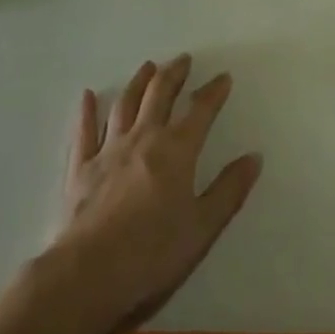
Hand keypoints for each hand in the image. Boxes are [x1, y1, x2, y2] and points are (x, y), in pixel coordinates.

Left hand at [53, 54, 262, 333]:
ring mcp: (108, 151)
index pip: (200, 110)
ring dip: (138, 82)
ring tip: (147, 66)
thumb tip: (254, 157)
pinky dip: (86, 111)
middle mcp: (143, 139)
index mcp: (176, 150)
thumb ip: (229, 190)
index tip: (223, 77)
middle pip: (159, 95)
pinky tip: (87, 95)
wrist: (88, 274)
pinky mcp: (80, 169)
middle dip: (174, 74)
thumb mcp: (203, 227)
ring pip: (124, 105)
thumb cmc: (152, 253)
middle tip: (183, 59)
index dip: (213, 92)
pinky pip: (84, 132)